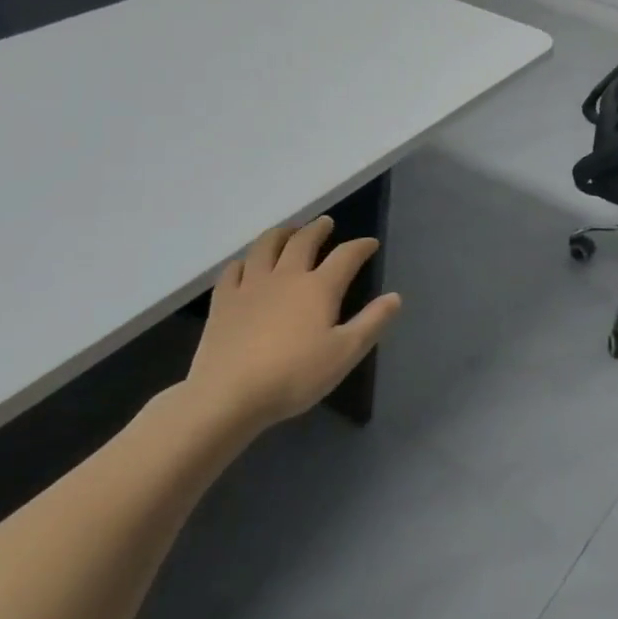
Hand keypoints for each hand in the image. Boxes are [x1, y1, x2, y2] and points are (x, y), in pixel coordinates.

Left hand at [182, 216, 402, 439]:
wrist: (228, 395)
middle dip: (318, 229)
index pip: (346, 256)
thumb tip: (395, 297)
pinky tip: (246, 265)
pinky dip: (244, 261)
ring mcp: (250, 286)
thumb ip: (372, 322)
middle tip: (325, 223)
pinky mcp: (223, 301)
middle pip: (303, 241)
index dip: (360, 246)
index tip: (370, 243)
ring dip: (281, 234)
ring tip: (288, 232)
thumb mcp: (345, 353)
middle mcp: (286, 276)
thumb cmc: (294, 376)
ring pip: (265, 246)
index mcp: (319, 287)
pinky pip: (233, 270)